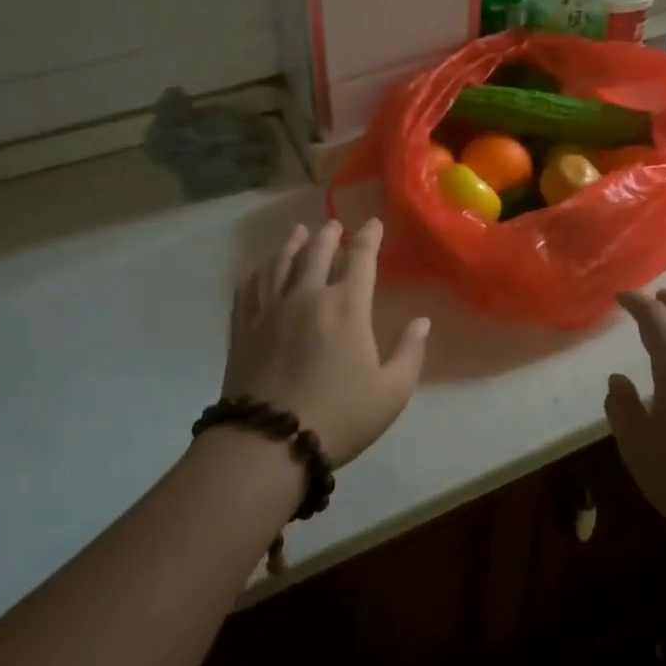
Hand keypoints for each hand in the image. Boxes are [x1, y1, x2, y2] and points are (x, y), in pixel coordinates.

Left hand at [222, 219, 429, 466]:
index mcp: (346, 306)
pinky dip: (258, 270)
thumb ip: (410, 352)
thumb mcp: (391, 392)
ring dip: (292, 244)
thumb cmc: (339, 416)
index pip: (361, 259)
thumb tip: (422, 321)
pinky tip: (261, 268)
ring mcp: (270, 309)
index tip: (373, 223)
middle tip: (334, 224)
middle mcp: (307, 296)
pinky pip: (249, 287)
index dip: (369, 237)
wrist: (268, 442)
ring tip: (298, 232)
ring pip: (281, 263)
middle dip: (328, 235)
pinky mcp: (243, 327)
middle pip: (317, 252)